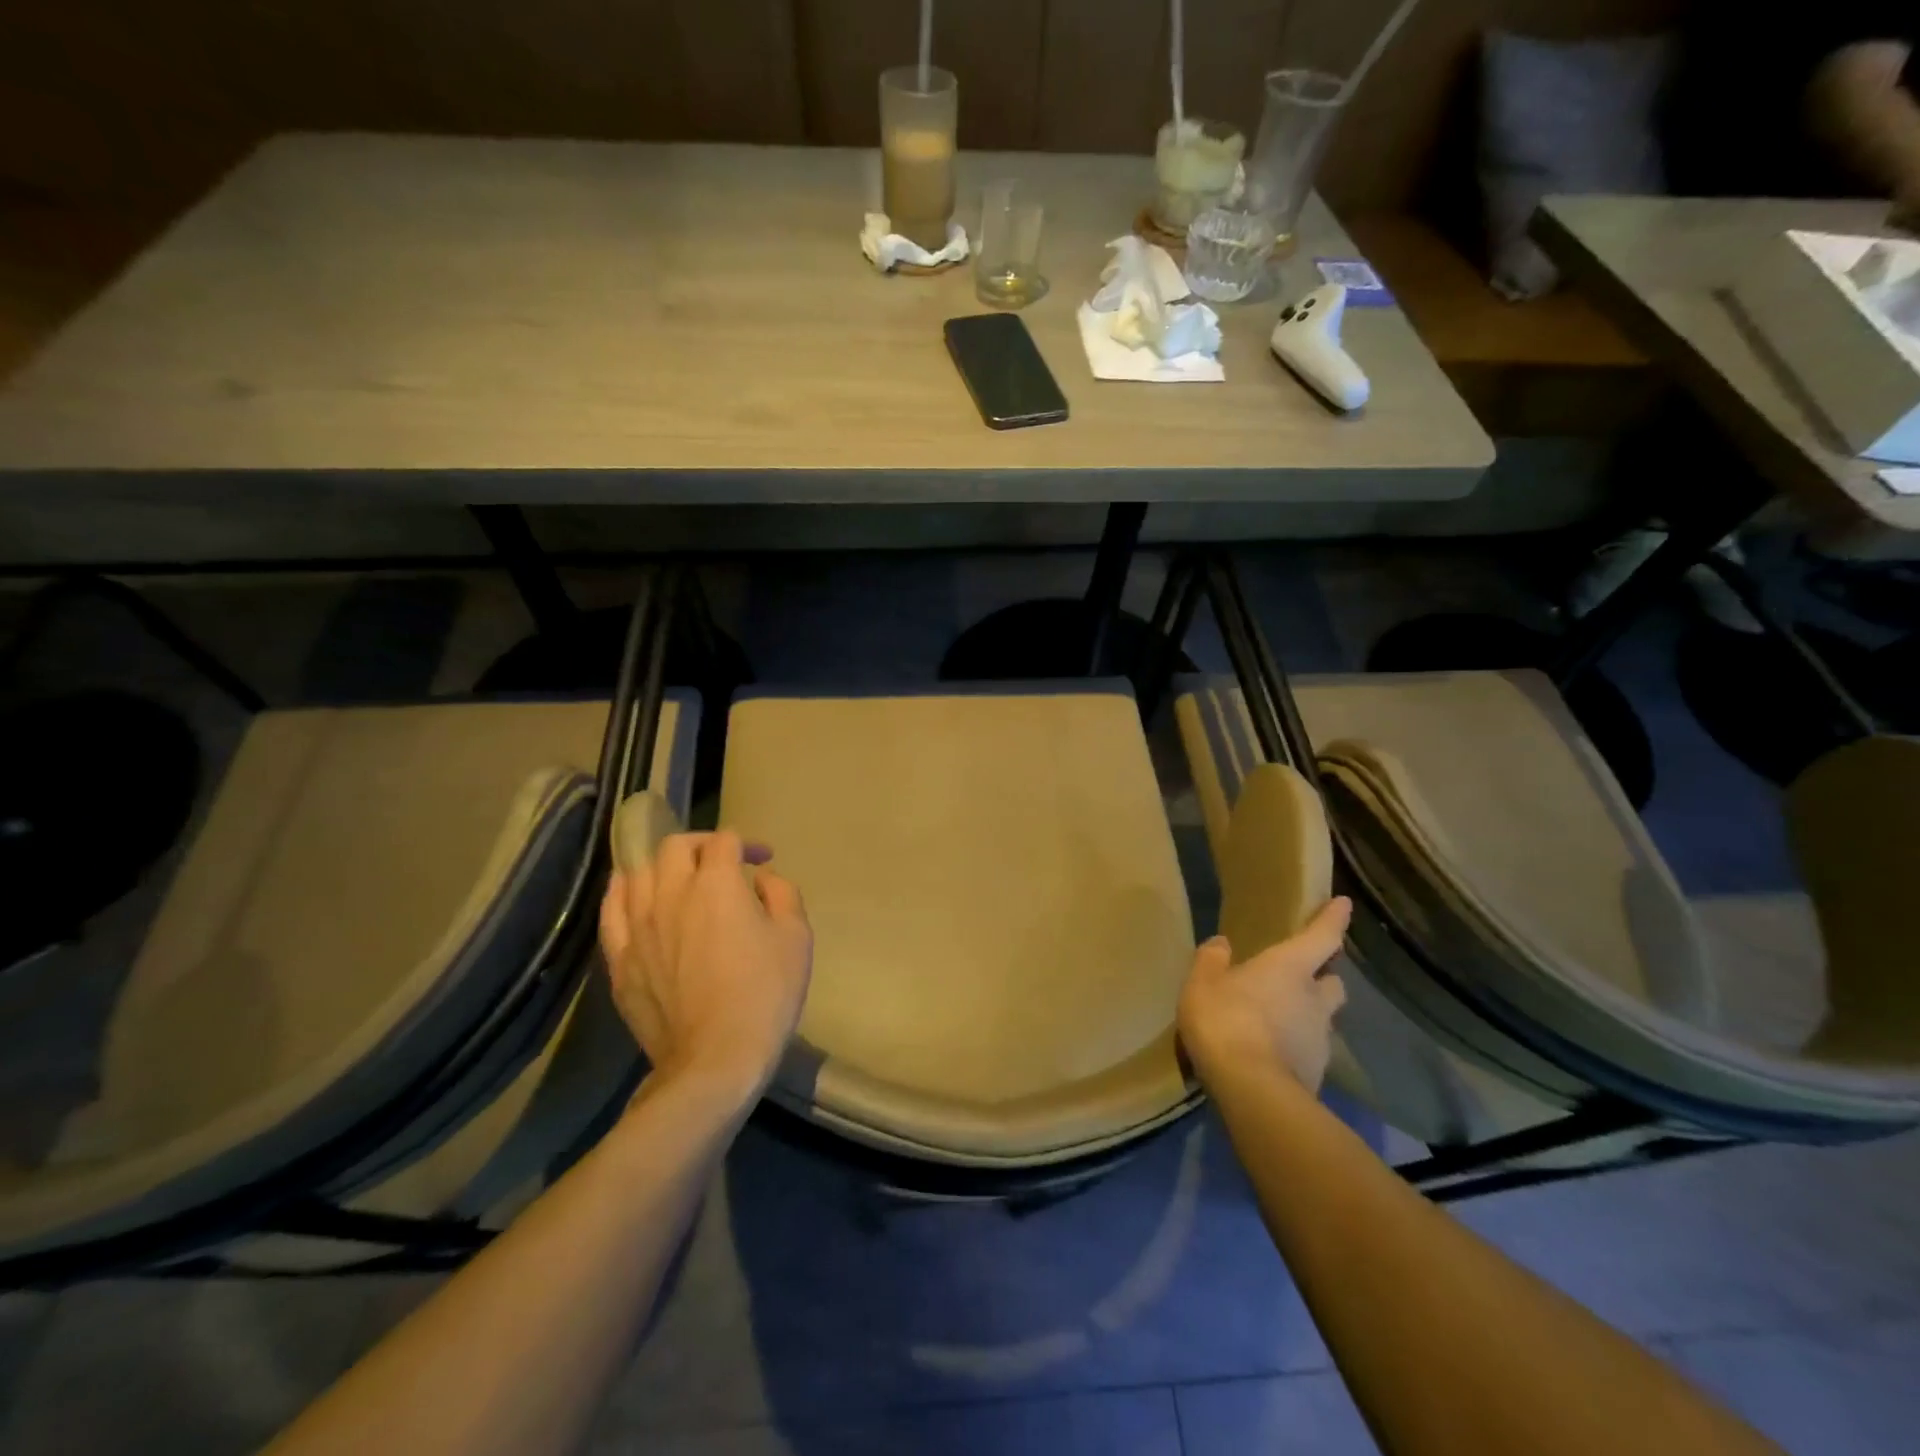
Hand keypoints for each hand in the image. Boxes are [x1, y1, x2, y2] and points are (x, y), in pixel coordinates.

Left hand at [598, 829, 812, 1102]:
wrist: (716, 1059)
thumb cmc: (766, 993)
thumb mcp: (797, 936)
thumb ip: (782, 894)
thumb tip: (761, 879)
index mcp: (717, 883)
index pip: (724, 841)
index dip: (746, 844)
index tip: (761, 860)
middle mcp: (671, 893)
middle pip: (675, 847)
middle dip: (702, 845)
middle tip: (721, 863)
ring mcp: (638, 925)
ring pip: (639, 872)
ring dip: (663, 865)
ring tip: (679, 878)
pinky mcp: (620, 958)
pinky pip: (611, 910)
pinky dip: (623, 891)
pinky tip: (633, 892)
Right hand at [1177, 897, 1351, 1092]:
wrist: (1252, 1091)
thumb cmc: (1227, 1021)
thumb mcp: (1202, 983)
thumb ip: (1212, 960)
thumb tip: (1222, 944)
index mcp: (1290, 968)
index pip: (1322, 937)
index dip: (1333, 919)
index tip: (1344, 905)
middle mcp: (1314, 999)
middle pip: (1334, 982)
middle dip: (1325, 976)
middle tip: (1306, 976)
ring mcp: (1319, 1040)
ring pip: (1323, 1019)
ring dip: (1309, 1015)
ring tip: (1281, 1021)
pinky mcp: (1316, 1074)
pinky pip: (1309, 1051)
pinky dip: (1297, 1047)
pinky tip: (1274, 1054)